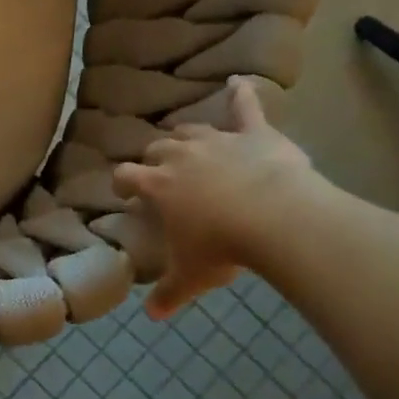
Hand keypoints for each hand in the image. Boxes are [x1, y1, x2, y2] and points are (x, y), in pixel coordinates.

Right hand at [111, 77, 321, 318]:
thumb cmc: (223, 247)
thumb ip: (168, 293)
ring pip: (191, 129)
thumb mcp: (191, 276)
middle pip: (157, 147)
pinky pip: (246, 107)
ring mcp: (217, 140)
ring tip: (187, 143)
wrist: (276, 218)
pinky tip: (239, 81)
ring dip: (186, 135)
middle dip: (154, 157)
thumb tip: (150, 316)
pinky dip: (242, 93)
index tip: (124, 191)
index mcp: (158, 185)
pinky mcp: (254, 133)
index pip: (126, 175)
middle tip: (160, 171)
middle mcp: (181, 156)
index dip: (122, 182)